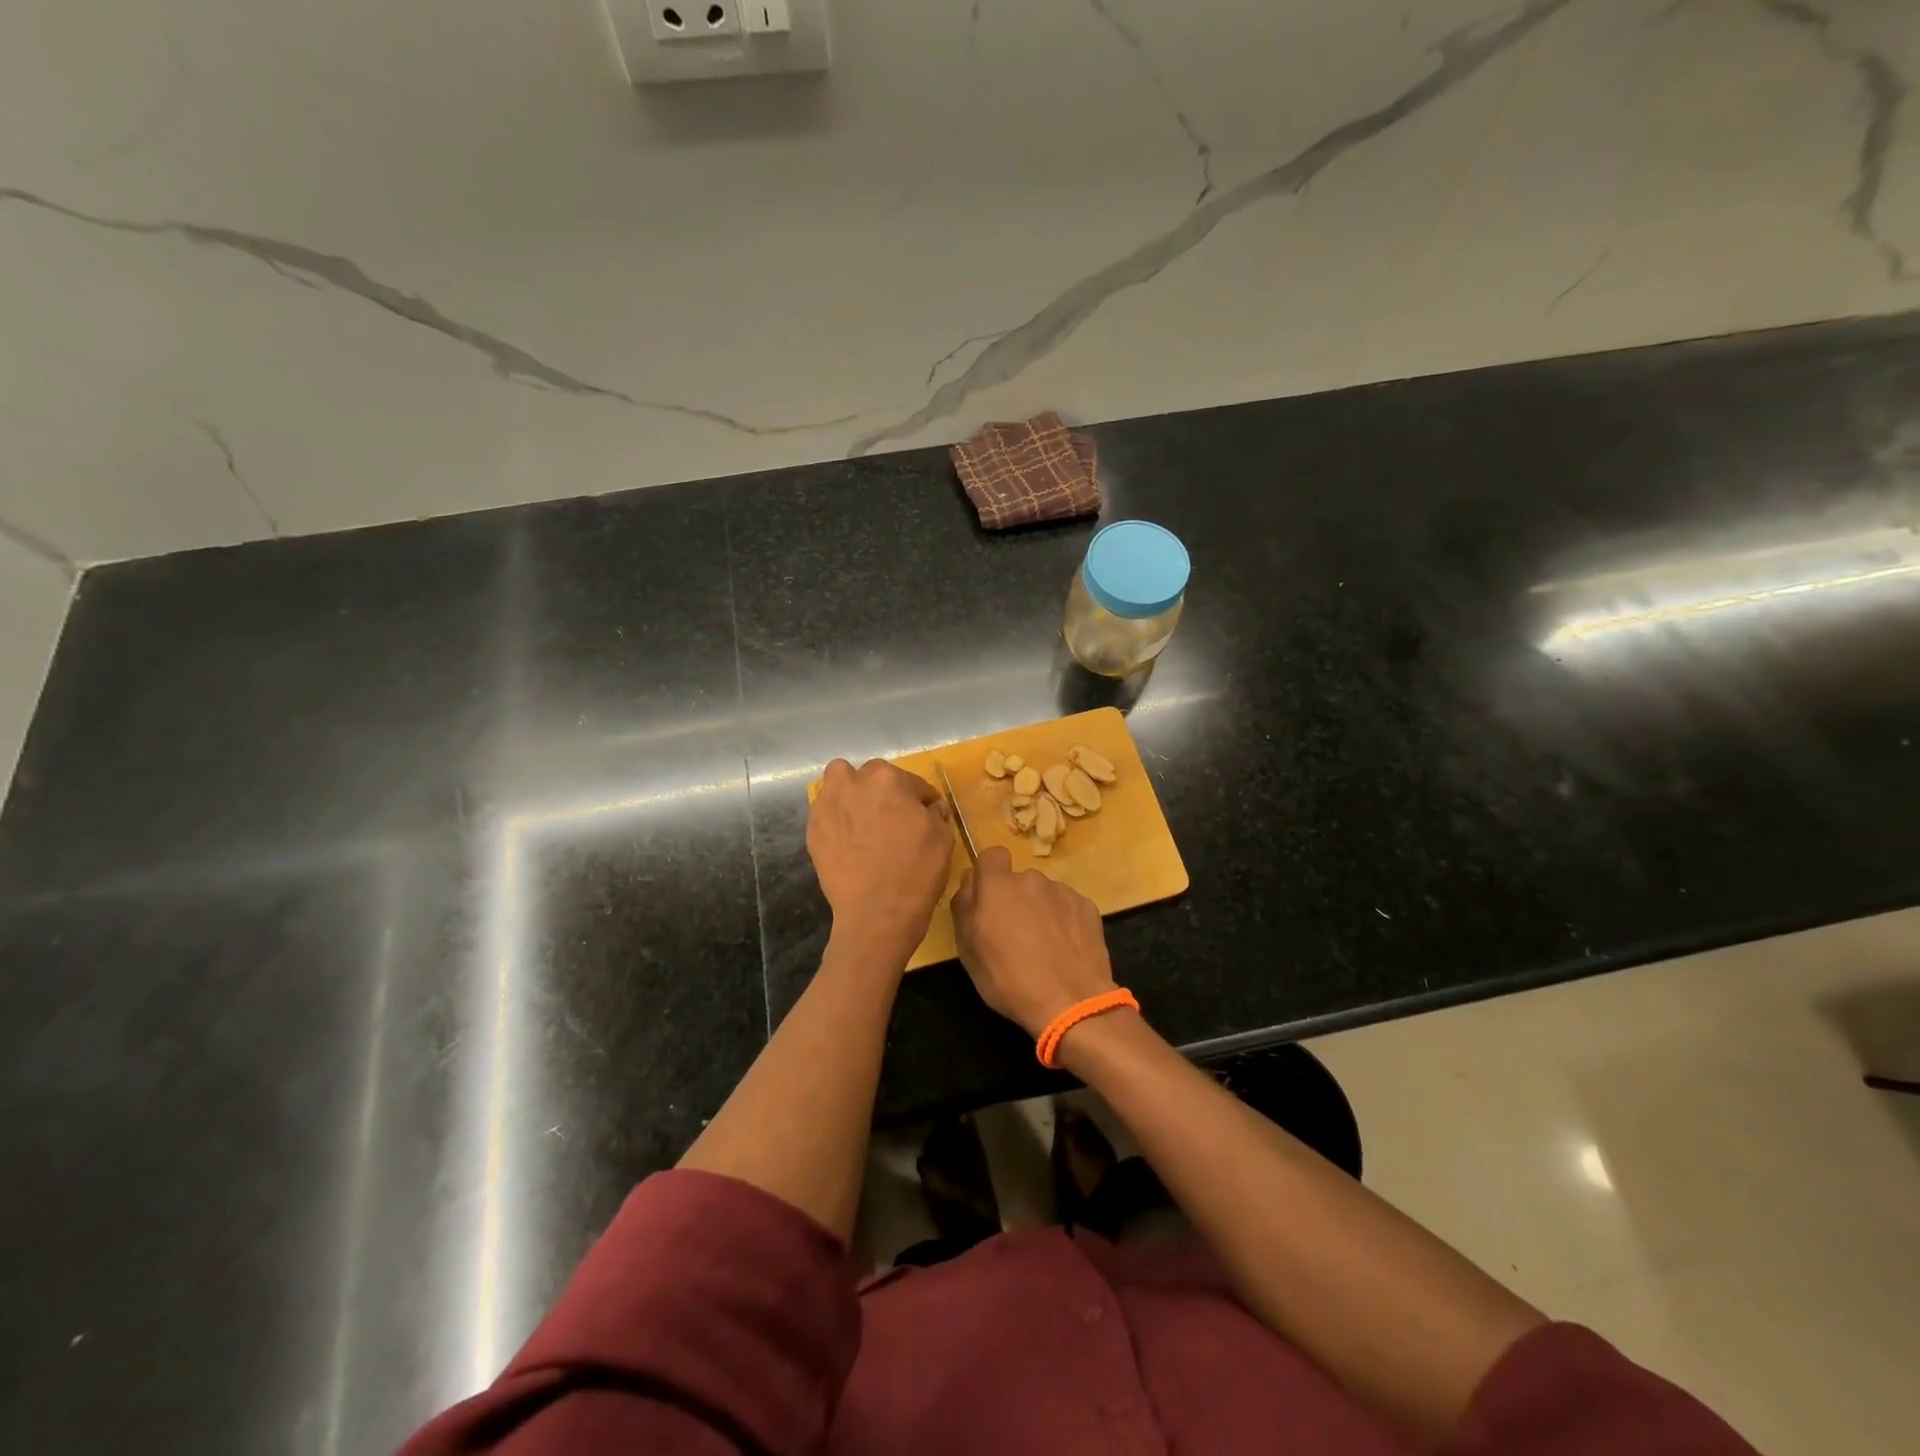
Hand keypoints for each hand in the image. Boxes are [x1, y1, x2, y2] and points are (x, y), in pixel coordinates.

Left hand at [808, 759, 953, 955]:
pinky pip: (825, 811)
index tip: (926, 815)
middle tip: (893, 817)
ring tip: (862, 817)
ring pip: (838, 782)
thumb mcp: (943, 837)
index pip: (912, 782)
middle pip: (871, 776)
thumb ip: (935, 813)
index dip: (922, 800)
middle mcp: (853, 784)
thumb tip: (930, 807)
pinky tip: (848, 838)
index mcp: (888, 779)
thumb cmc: (916, 871)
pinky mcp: (813, 830)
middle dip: (884, 791)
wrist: (877, 913)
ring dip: (851, 791)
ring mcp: (828, 806)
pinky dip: (836, 817)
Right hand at [950, 847, 1115, 1036]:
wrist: (1070, 1001)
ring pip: (1045, 894)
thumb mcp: (968, 950)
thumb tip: (969, 881)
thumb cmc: (1008, 978)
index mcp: (997, 886)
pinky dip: (1065, 922)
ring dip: (1041, 911)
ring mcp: (1062, 891)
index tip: (990, 899)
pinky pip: (1068, 907)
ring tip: (1045, 948)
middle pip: (1019, 881)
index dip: (990, 873)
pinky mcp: (1087, 907)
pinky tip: (1066, 950)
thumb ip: (964, 907)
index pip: (992, 855)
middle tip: (1016, 935)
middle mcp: (1031, 879)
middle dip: (1016, 900)